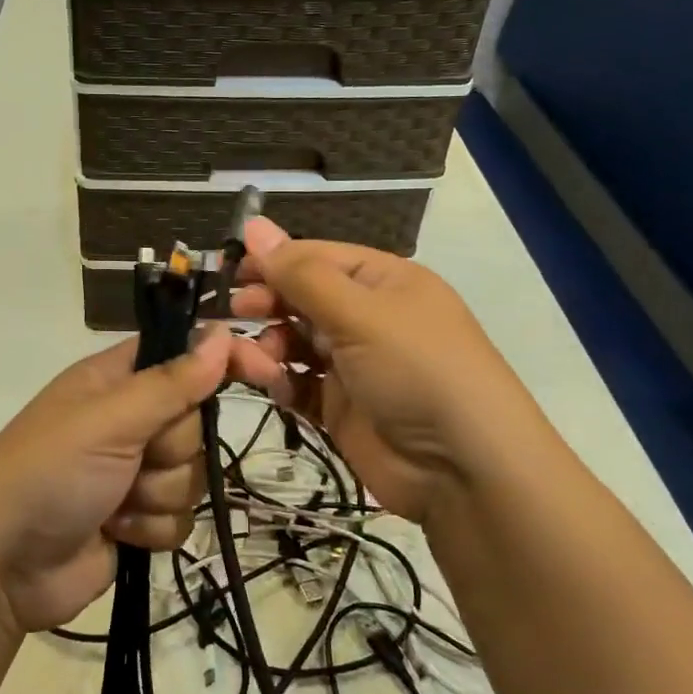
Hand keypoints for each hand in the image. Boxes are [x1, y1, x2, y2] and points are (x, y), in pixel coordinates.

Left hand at [0, 330, 230, 635]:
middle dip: (171, 449)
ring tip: (114, 504)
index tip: (265, 371)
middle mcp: (129, 420)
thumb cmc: (48, 473)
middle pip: (195, 422)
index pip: (184, 354)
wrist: (2, 567)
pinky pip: (181, 516)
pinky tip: (118, 532)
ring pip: (192, 473)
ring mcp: (134, 471)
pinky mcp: (139, 518)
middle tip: (132, 460)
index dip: (223, 359)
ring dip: (156, 495)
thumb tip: (221, 333)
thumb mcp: (109, 420)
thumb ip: (171, 383)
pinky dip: (152, 527)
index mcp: (115, 380)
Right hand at [229, 217, 529, 523]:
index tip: (228, 270)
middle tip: (234, 313)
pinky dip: (281, 382)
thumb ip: (301, 274)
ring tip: (254, 360)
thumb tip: (252, 224)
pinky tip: (274, 386)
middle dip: (267, 303)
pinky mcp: (341, 407)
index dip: (272, 260)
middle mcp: (367, 317)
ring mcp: (354, 364)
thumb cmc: (416, 369)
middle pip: (302, 298)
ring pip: (294, 341)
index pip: (316, 257)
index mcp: (382, 281)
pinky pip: (299, 384)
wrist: (464, 469)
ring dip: (268, 345)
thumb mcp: (360, 313)